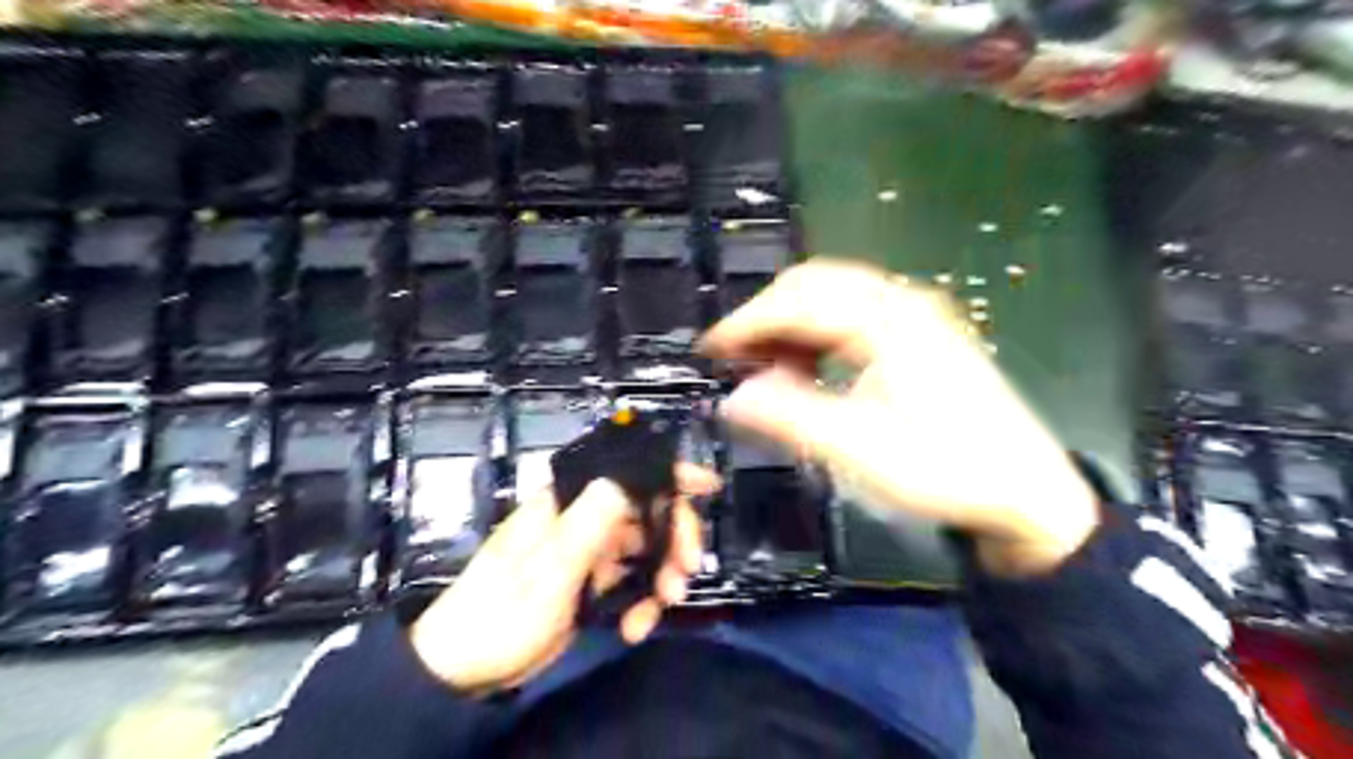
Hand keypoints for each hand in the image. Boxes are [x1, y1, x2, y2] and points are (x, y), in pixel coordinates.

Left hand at [410, 468, 717, 698]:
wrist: (466, 667)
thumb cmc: (504, 609)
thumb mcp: (551, 565)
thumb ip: (593, 518)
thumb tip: (630, 474)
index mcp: (570, 501)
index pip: (627, 473)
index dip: (670, 474)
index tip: (707, 486)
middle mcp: (583, 519)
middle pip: (646, 513)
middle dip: (673, 540)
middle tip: (687, 572)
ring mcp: (589, 552)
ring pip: (645, 550)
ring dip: (660, 577)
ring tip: (662, 607)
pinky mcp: (591, 584)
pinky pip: (631, 583)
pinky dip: (641, 604)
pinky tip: (634, 628)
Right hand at [697, 258, 1098, 575]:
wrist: (1024, 491)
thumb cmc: (946, 470)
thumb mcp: (859, 451)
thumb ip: (790, 418)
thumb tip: (733, 398)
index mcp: (889, 320)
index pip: (798, 299)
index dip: (746, 321)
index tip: (709, 350)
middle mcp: (900, 302)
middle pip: (813, 285)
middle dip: (765, 317)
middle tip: (734, 359)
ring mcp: (912, 315)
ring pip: (830, 298)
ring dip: (790, 327)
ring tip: (766, 370)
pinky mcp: (917, 334)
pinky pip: (850, 317)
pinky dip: (816, 337)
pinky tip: (807, 370)